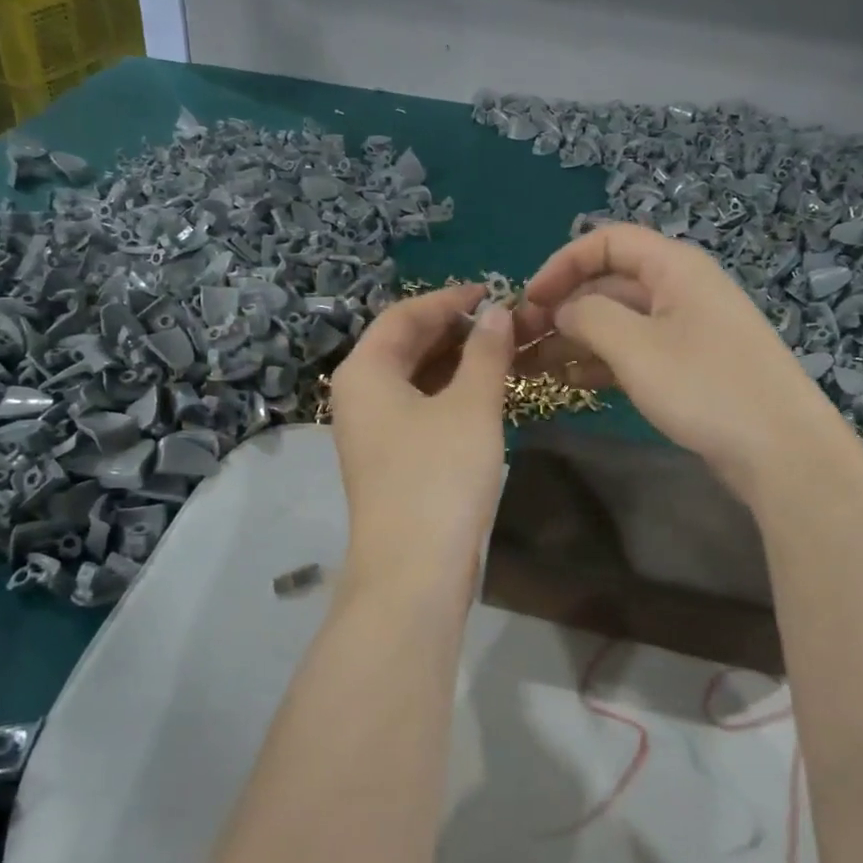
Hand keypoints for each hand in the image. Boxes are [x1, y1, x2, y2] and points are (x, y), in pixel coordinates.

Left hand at [329, 285, 514, 583]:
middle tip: (503, 322)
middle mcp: (359, 395)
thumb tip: (496, 312)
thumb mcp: (471, 406)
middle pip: (405, 345)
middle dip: (454, 329)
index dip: (449, 299)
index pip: (404, 315)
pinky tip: (484, 392)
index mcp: (365, 372)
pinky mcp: (391, 459)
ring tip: (502, 351)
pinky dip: (450, 392)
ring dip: (455, 361)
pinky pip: (419, 407)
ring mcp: (373, 430)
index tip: (492, 292)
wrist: (415, 570)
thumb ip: (485, 353)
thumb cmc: (439, 476)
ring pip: (415, 378)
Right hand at [515, 225, 838, 498]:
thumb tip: (562, 308)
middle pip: (609, 283)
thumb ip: (588, 316)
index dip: (562, 264)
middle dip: (563, 308)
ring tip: (532, 367)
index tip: (529, 300)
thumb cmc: (705, 386)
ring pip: (618, 322)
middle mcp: (680, 290)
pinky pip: (634, 352)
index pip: (607, 242)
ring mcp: (686, 331)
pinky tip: (568, 382)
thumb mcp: (636, 347)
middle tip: (520, 342)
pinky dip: (600, 363)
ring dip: (575, 339)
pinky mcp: (688, 367)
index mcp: (674, 267)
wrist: (780, 450)